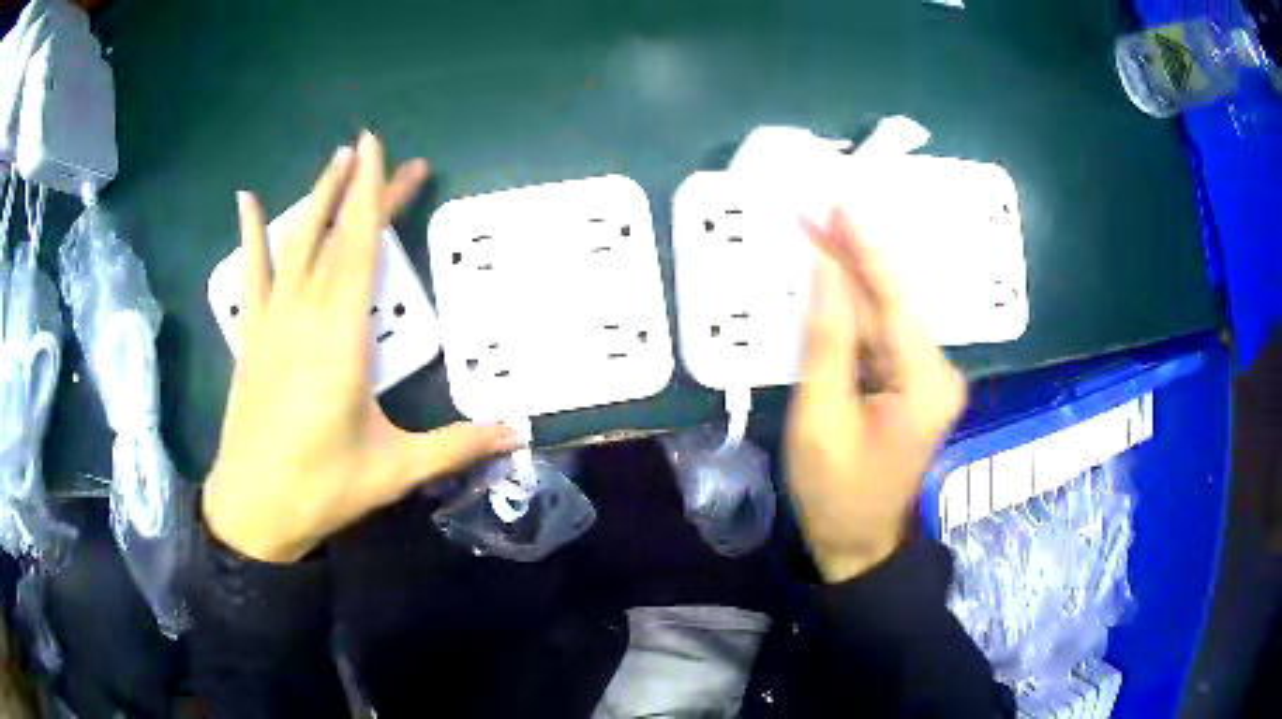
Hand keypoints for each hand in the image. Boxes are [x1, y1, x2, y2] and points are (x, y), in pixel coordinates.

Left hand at [203, 132, 518, 562]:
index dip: (370, 195)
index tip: (377, 147)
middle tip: (375, 147)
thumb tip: (519, 431)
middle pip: (334, 237)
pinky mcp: (252, 336)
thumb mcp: (395, 470)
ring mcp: (272, 322)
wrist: (253, 509)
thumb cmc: (322, 488)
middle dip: (358, 188)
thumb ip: (456, 444)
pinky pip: (251, 274)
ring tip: (335, 160)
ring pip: (294, 244)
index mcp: (341, 339)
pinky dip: (251, 234)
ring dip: (316, 198)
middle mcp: (304, 316)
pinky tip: (249, 200)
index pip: (359, 249)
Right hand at [786, 209, 966, 582]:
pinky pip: (884, 338)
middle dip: (854, 259)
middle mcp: (940, 373)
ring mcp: (930, 380)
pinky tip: (832, 287)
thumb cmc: (836, 492)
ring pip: (887, 317)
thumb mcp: (821, 419)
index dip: (865, 250)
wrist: (858, 543)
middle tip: (815, 216)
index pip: (894, 300)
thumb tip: (827, 272)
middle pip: (893, 303)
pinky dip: (856, 313)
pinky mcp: (915, 387)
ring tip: (817, 239)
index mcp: (925, 382)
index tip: (839, 205)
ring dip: (852, 282)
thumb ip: (827, 341)